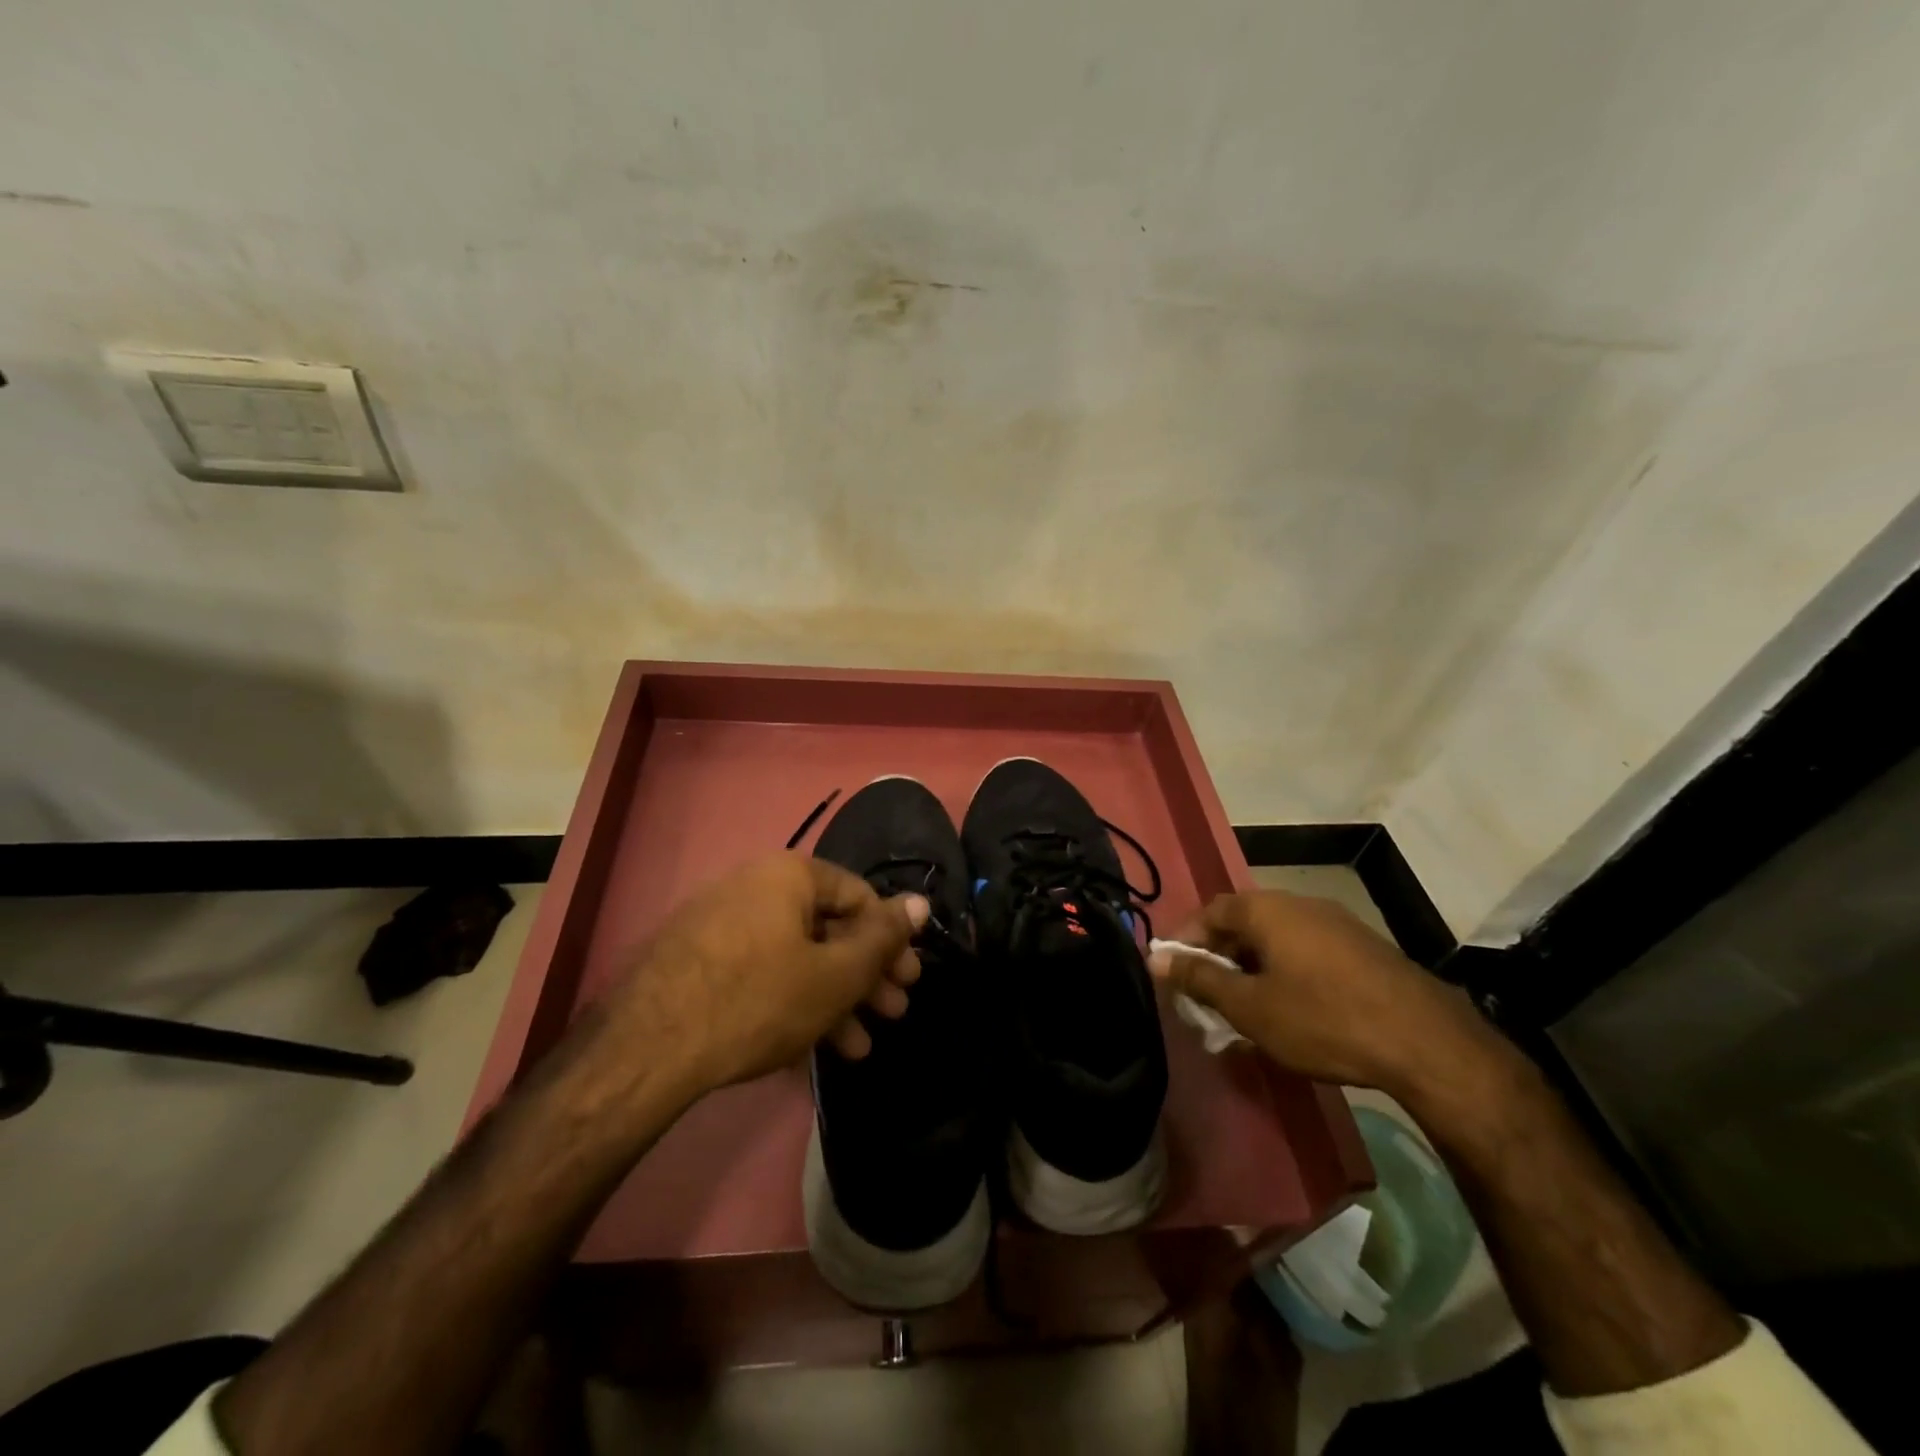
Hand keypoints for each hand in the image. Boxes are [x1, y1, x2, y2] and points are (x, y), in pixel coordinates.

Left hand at [581, 853, 927, 1102]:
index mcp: (788, 874)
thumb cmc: (759, 1000)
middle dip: (865, 976)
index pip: (859, 895)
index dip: (890, 938)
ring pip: (796, 957)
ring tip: (859, 1046)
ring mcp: (721, 925)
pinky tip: (812, 1049)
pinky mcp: (698, 962)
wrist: (646, 1050)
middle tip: (893, 1012)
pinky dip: (792, 1003)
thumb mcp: (835, 973)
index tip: (907, 978)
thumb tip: (920, 902)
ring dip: (834, 999)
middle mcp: (753, 887)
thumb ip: (883, 937)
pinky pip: (762, 974)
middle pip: (828, 929)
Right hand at [1147, 890, 1490, 1093]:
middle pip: (1243, 922)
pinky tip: (1291, 1006)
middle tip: (1206, 994)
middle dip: (1219, 956)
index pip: (1209, 912)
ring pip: (1276, 937)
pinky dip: (1286, 970)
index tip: (1172, 972)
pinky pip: (1306, 949)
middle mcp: (1298, 903)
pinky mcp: (1363, 947)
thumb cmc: (1322, 1019)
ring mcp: (1336, 922)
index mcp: (1265, 908)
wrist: (1426, 1043)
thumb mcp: (1250, 1007)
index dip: (1185, 940)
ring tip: (1245, 1005)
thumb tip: (1154, 958)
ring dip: (1253, 966)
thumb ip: (1199, 979)